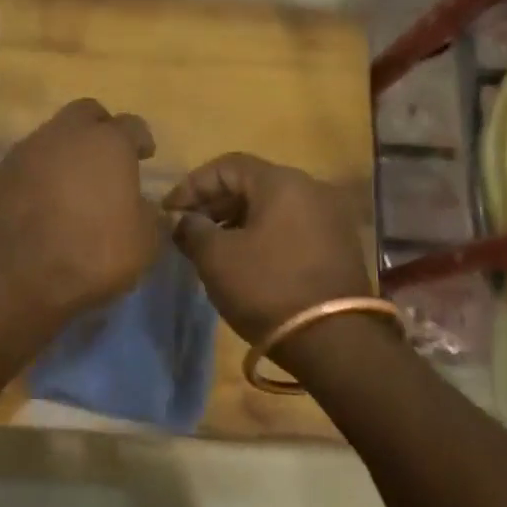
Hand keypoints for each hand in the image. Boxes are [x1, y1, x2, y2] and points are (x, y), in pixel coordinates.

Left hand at [0, 98, 162, 319]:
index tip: (145, 156)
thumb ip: (148, 217)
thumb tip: (143, 206)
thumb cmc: (90, 255)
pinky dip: (41, 175)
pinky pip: (29, 163)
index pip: (132, 125)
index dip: (141, 140)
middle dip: (100, 130)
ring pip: (53, 136)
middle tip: (108, 160)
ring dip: (67, 153)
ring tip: (75, 186)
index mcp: (108, 143)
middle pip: (87, 114)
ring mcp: (27, 151)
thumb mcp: (142, 245)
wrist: (12, 276)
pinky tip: (46, 202)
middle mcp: (65, 135)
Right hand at [165, 153, 372, 342]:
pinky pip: (289, 228)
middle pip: (251, 184)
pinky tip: (243, 262)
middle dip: (213, 204)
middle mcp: (311, 189)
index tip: (169, 213)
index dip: (192, 185)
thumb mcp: (216, 258)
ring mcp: (329, 218)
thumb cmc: (267, 288)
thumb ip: (192, 229)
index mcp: (282, 182)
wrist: (334, 341)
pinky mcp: (337, 247)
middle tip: (186, 230)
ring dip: (236, 222)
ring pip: (271, 208)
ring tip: (210, 249)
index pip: (226, 166)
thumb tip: (183, 221)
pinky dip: (261, 236)